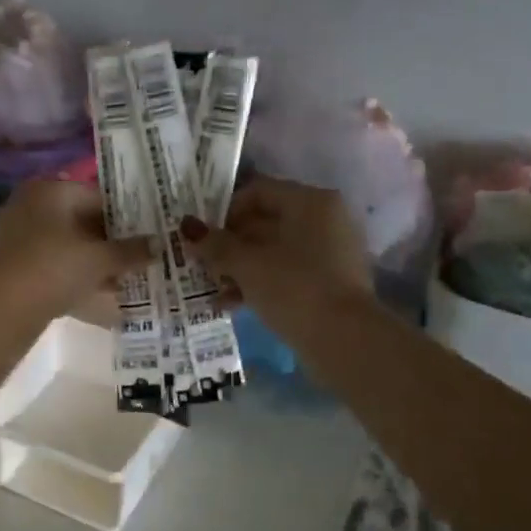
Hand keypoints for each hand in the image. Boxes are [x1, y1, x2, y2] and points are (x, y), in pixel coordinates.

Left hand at [0, 179, 152, 318]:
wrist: (4, 306)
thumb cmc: (56, 267)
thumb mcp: (100, 259)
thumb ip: (131, 251)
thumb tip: (159, 245)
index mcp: (49, 190)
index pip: (97, 197)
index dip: (125, 218)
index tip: (144, 237)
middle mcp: (28, 204)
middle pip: (78, 221)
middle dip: (107, 243)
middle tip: (134, 259)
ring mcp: (13, 234)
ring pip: (62, 245)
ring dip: (89, 262)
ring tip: (117, 280)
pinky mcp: (7, 264)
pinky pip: (47, 264)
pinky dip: (68, 276)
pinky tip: (89, 295)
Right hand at [183, 177, 373, 337]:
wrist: (344, 339)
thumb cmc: (293, 287)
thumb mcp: (246, 264)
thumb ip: (215, 244)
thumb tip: (187, 227)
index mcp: (309, 202)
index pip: (257, 191)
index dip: (224, 211)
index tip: (202, 237)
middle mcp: (324, 219)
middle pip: (265, 221)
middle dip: (229, 244)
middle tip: (201, 264)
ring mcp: (330, 251)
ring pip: (273, 251)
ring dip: (240, 267)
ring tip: (213, 289)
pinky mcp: (329, 282)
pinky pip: (287, 273)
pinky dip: (260, 283)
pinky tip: (233, 304)